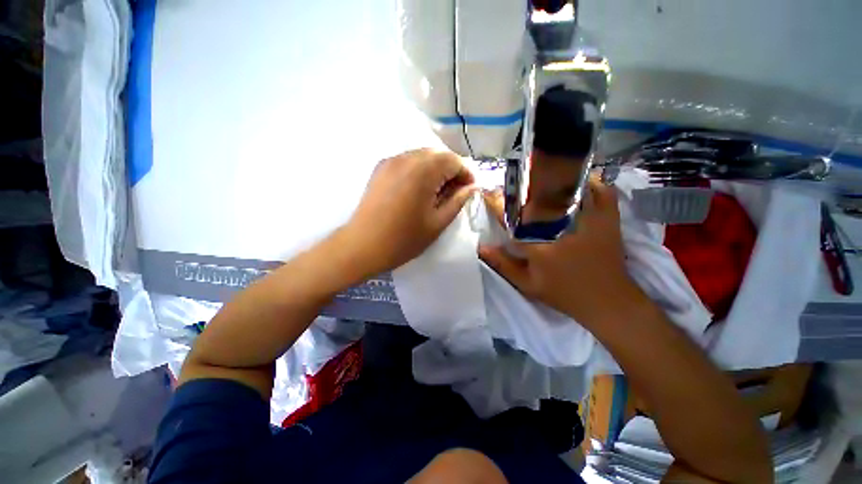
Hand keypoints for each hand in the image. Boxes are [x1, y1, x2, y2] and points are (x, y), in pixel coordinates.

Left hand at [345, 149, 475, 273]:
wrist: (362, 245)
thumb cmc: (404, 239)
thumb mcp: (437, 223)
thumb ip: (458, 201)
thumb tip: (472, 187)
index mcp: (423, 171)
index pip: (453, 160)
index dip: (466, 173)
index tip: (469, 190)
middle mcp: (406, 158)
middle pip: (438, 155)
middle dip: (451, 170)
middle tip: (454, 192)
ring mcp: (390, 161)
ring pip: (422, 156)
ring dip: (435, 169)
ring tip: (436, 192)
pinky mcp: (380, 168)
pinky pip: (407, 161)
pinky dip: (419, 170)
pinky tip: (418, 189)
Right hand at [479, 177, 637, 324]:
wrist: (608, 301)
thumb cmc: (563, 293)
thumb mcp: (527, 284)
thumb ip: (503, 264)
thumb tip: (481, 247)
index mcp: (539, 242)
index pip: (512, 217)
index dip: (497, 204)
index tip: (489, 194)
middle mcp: (561, 226)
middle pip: (536, 198)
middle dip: (520, 189)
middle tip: (511, 186)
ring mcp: (587, 219)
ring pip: (567, 189)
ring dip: (552, 181)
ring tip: (540, 177)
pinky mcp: (607, 219)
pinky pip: (602, 193)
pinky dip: (593, 183)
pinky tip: (582, 182)